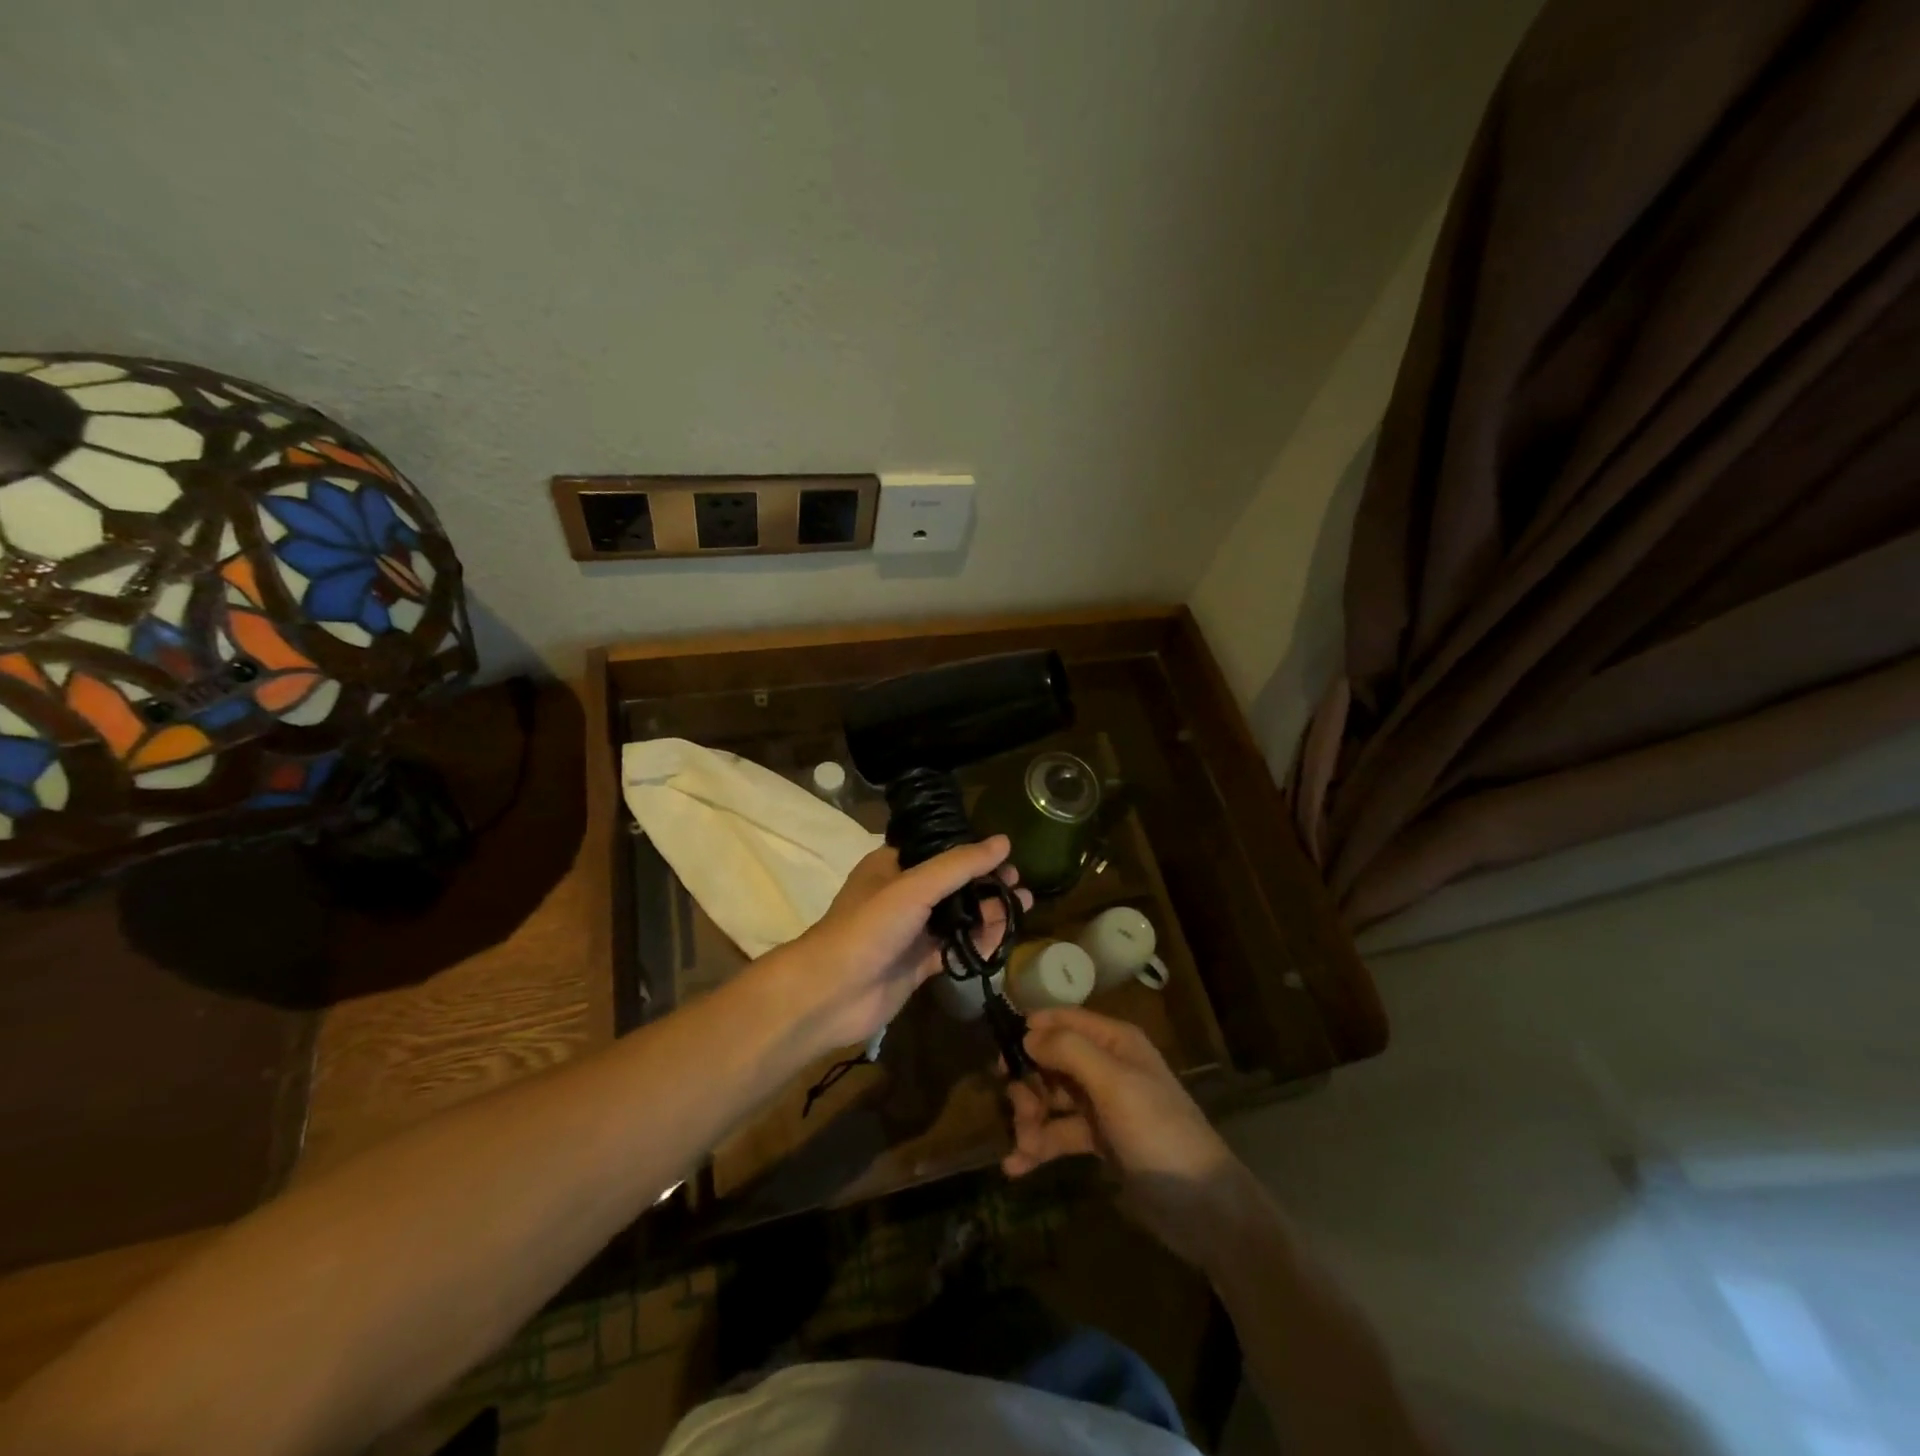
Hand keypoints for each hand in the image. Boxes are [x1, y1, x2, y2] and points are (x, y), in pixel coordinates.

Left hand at [772, 836, 1029, 1054]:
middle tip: (1018, 887)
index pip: (941, 849)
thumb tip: (1003, 842)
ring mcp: (911, 931)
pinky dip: (978, 944)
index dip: (974, 852)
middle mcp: (903, 894)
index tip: (1007, 857)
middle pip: (955, 884)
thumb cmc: (868, 928)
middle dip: (987, 885)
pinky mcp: (919, 963)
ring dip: (988, 913)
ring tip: (1018, 910)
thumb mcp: (914, 887)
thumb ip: (959, 865)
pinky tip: (1000, 940)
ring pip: (958, 917)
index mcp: (893, 865)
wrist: (831, 994)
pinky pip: (956, 948)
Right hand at [1003, 1006, 1253, 1271]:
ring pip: (1051, 1099)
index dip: (1031, 1031)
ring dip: (1030, 1120)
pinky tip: (1016, 1167)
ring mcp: (1102, 1105)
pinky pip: (1059, 1134)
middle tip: (1021, 1113)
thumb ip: (1069, 1051)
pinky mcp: (1099, 1141)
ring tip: (1023, 1149)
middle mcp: (1106, 1065)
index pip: (1063, 1019)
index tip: (1000, 1056)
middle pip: (1051, 1061)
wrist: (1203, 1208)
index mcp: (1114, 1041)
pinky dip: (1038, 1146)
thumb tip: (1026, 1033)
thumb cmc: (1158, 1132)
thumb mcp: (1114, 1084)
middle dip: (1028, 1085)